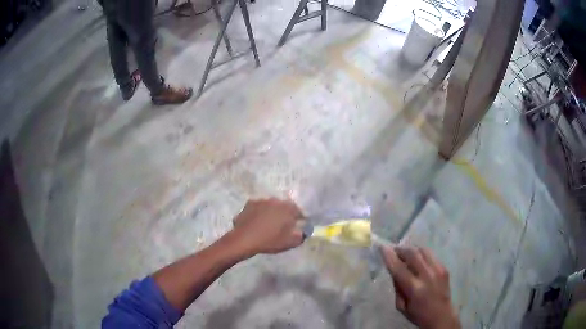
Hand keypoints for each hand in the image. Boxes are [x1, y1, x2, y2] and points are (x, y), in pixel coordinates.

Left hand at [230, 198, 303, 256]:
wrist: (244, 239)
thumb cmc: (270, 241)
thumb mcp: (290, 242)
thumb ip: (301, 236)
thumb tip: (304, 231)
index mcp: (287, 208)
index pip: (298, 211)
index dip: (299, 219)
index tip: (297, 226)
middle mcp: (275, 200)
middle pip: (283, 207)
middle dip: (284, 214)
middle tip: (282, 226)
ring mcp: (261, 201)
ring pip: (270, 206)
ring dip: (271, 213)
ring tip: (267, 225)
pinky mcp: (249, 204)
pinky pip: (258, 208)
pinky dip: (258, 213)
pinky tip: (256, 223)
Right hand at [381, 245, 460, 328]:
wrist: (441, 315)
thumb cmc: (418, 314)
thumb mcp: (401, 306)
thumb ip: (397, 287)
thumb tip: (394, 271)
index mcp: (414, 289)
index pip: (399, 268)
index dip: (389, 256)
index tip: (382, 247)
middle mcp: (427, 276)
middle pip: (412, 254)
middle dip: (400, 249)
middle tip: (393, 250)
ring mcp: (438, 269)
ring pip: (422, 250)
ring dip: (411, 249)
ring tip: (405, 253)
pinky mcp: (444, 267)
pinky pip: (430, 255)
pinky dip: (421, 254)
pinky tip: (417, 259)